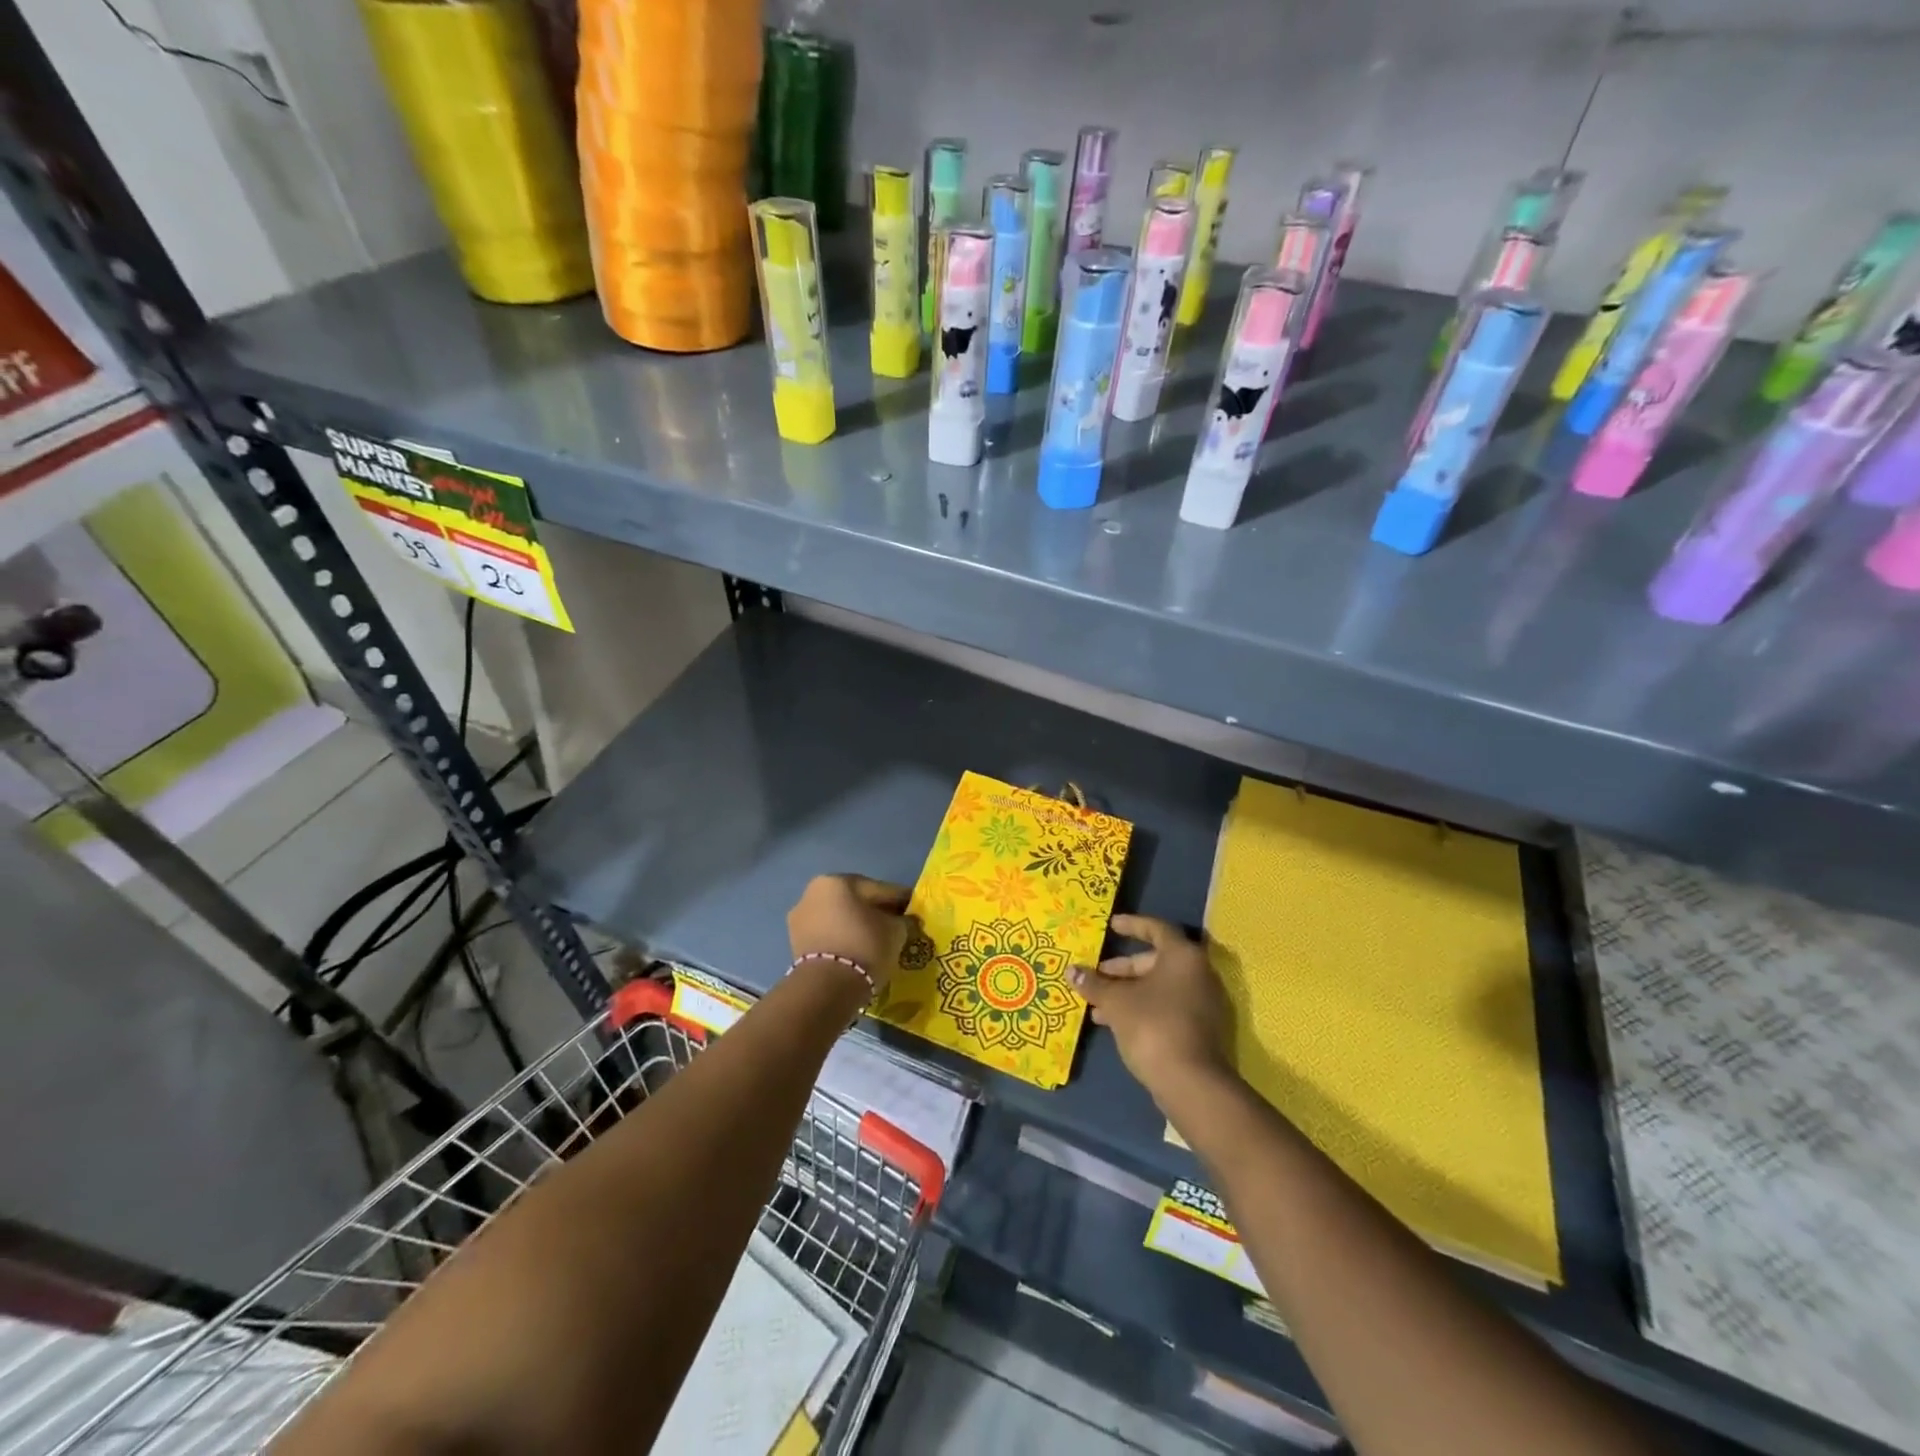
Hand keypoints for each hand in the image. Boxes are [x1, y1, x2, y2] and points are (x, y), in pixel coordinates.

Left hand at [787, 875, 918, 995]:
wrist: (826, 988)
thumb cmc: (865, 947)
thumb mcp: (895, 931)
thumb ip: (902, 920)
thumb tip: (903, 920)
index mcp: (837, 881)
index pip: (878, 889)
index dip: (900, 900)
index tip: (915, 909)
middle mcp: (813, 892)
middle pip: (856, 901)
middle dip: (876, 912)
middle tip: (897, 925)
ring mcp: (801, 919)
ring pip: (840, 919)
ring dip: (857, 926)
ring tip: (878, 941)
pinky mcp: (796, 944)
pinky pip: (829, 936)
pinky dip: (844, 940)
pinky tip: (860, 951)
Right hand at [1073, 914, 1232, 1099]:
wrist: (1191, 1083)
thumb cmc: (1152, 1026)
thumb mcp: (1116, 1002)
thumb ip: (1094, 983)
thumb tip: (1072, 971)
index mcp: (1182, 956)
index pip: (1156, 929)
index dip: (1132, 925)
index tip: (1111, 926)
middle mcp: (1198, 974)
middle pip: (1156, 961)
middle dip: (1122, 969)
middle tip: (1097, 975)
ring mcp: (1202, 1003)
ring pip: (1159, 988)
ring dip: (1128, 992)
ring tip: (1097, 1006)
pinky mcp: (1201, 1029)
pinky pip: (1166, 1007)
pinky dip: (1142, 1008)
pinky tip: (1114, 1023)